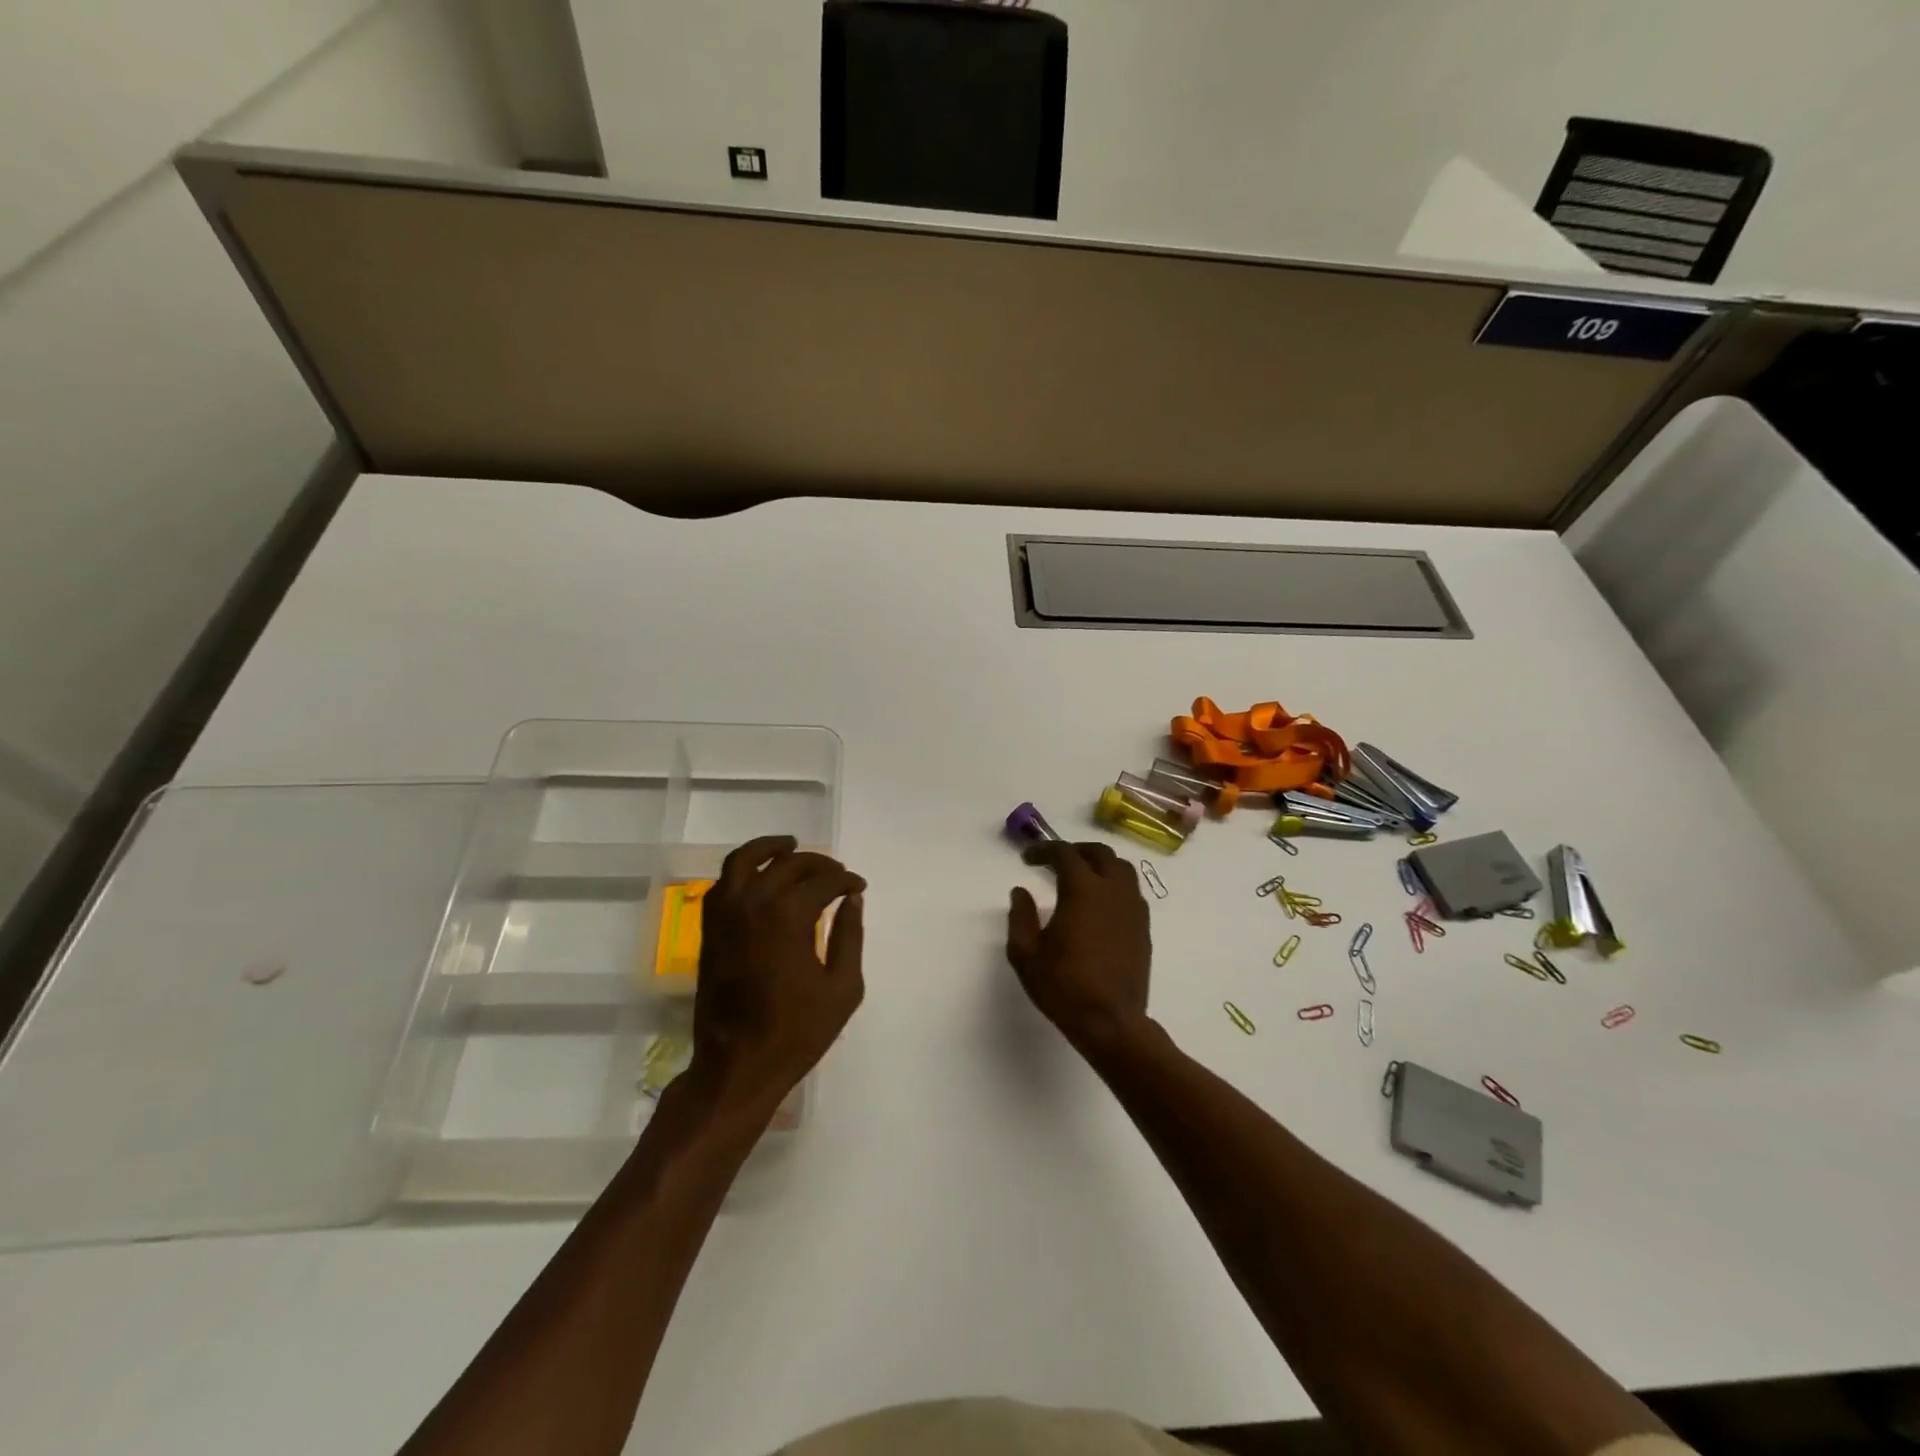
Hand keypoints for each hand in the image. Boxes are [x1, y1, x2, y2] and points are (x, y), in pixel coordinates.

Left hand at [690, 836, 865, 1117]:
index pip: (824, 881)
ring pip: (744, 861)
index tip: (859, 887)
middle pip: (788, 864)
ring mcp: (725, 914)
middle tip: (836, 873)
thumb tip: (852, 901)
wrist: (738, 1065)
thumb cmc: (797, 1031)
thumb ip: (849, 937)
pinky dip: (741, 870)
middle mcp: (753, 903)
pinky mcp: (710, 930)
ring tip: (790, 846)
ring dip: (770, 848)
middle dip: (818, 863)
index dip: (845, 880)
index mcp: (788, 916)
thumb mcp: (842, 988)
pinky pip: (722, 883)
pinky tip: (759, 876)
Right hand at [1006, 841, 1151, 1049]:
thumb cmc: (1063, 987)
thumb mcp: (1026, 955)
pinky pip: (1132, 892)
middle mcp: (1113, 891)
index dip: (1044, 850)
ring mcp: (1133, 909)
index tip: (1027, 860)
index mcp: (1083, 891)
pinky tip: (1100, 904)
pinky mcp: (1143, 928)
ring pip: (1122, 869)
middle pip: (1100, 853)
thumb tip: (1021, 892)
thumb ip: (1021, 917)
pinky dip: (1114, 885)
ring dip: (1100, 864)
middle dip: (1075, 850)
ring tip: (1081, 877)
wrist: (1110, 1022)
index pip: (1065, 854)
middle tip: (1055, 861)